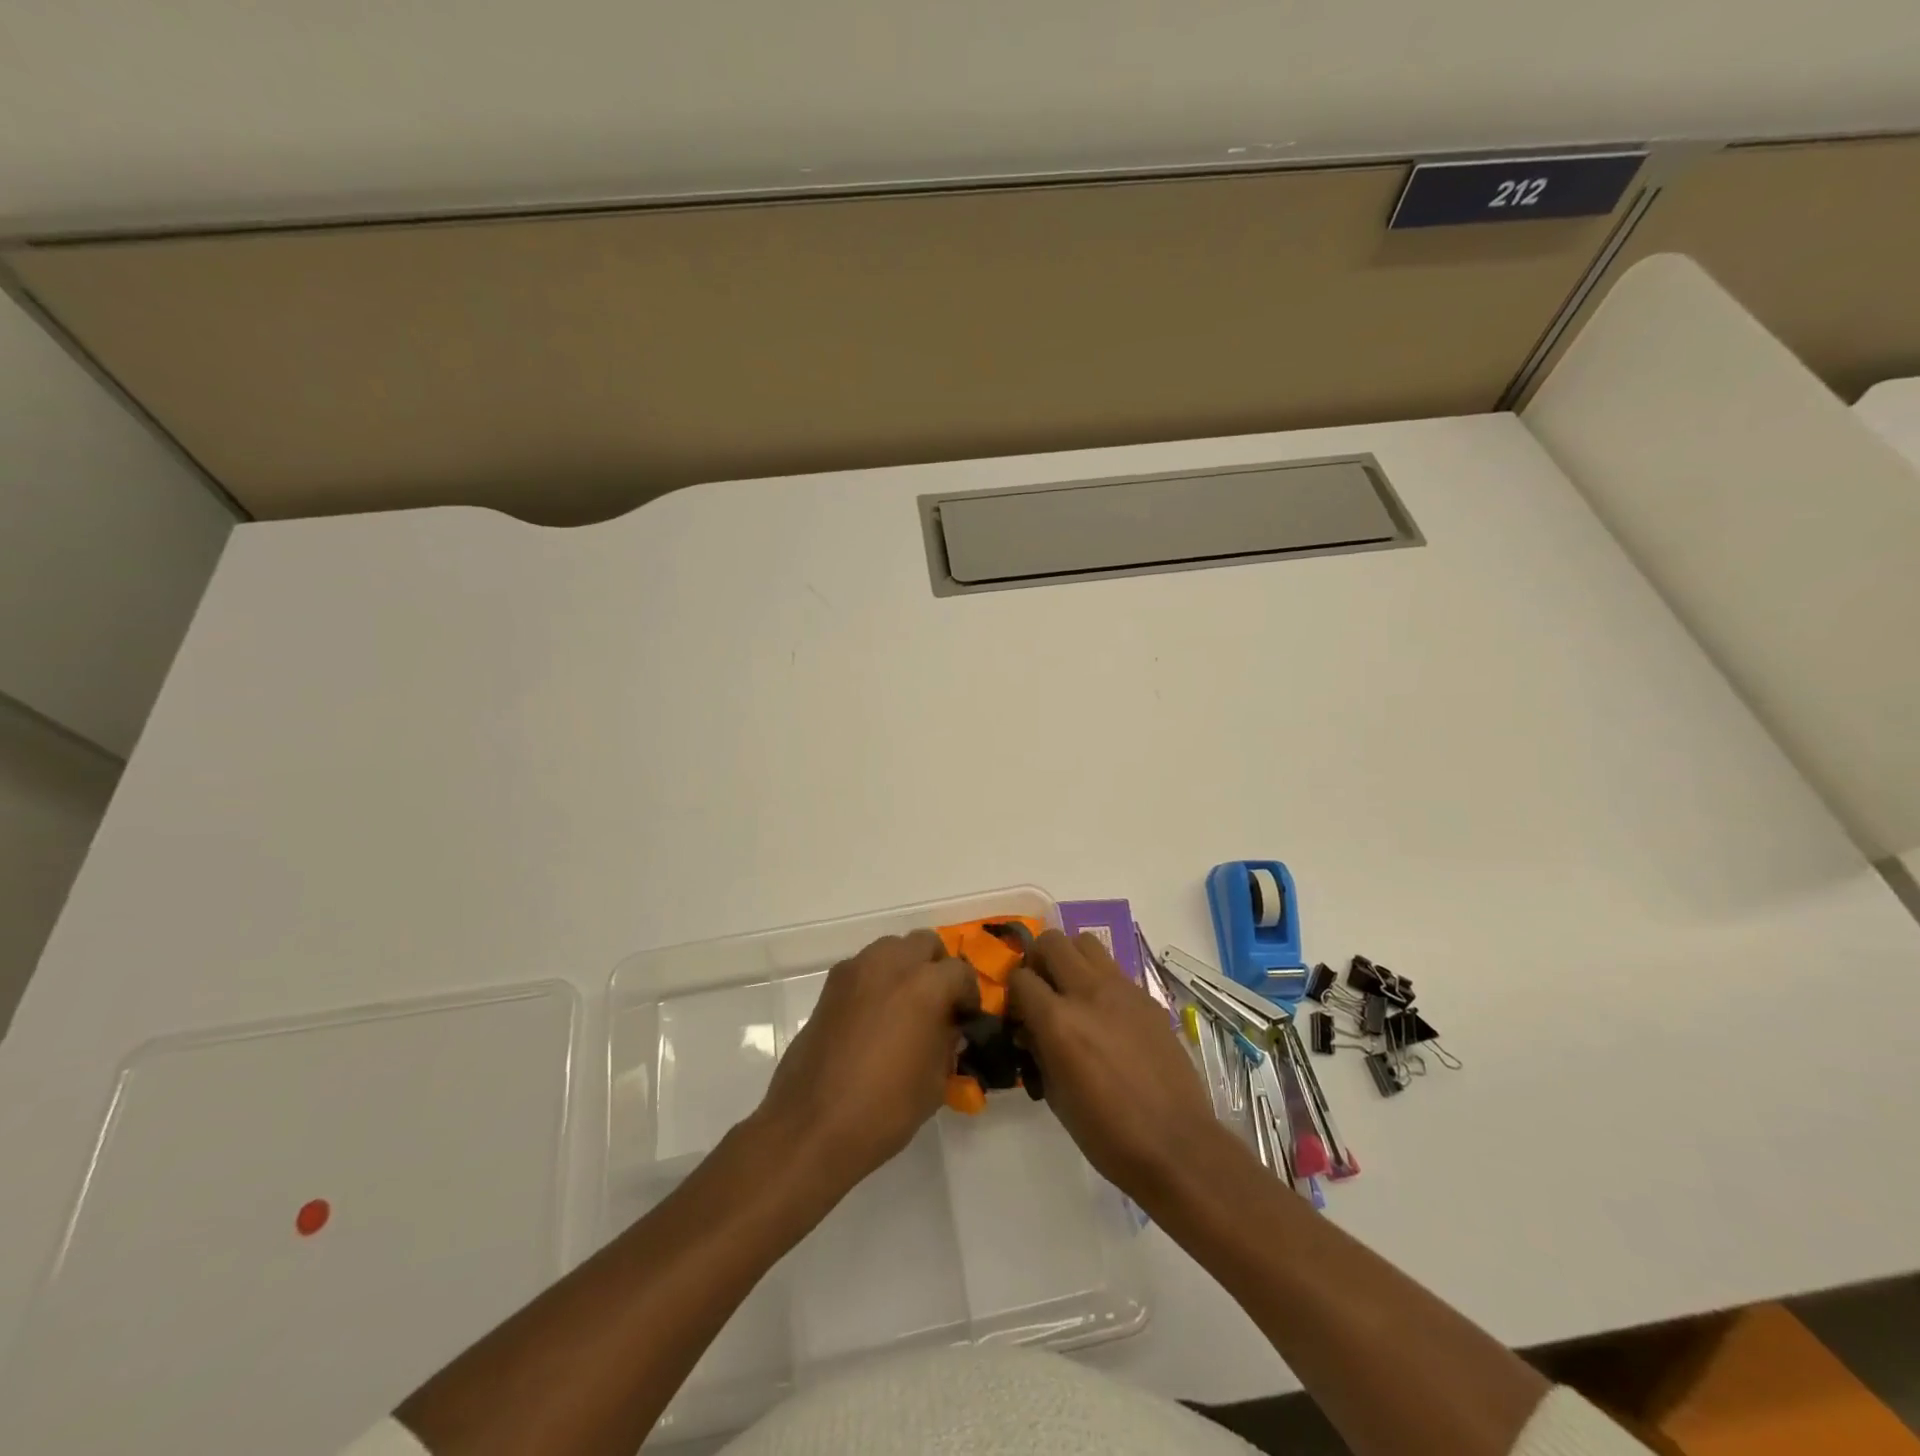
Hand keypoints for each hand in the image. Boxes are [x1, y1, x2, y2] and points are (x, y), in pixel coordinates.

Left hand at [758, 929, 977, 1193]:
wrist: (813, 1125)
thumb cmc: (885, 1109)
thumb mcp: (935, 1081)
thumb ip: (947, 1042)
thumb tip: (948, 1028)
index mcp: (926, 985)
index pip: (961, 971)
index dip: (969, 995)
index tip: (966, 1018)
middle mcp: (891, 964)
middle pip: (925, 943)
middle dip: (937, 967)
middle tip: (938, 1003)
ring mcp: (856, 970)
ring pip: (892, 948)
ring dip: (905, 967)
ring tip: (905, 1006)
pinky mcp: (831, 985)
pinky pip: (864, 967)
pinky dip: (877, 980)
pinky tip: (874, 1016)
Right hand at [1010, 930, 1231, 1205]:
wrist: (1176, 1145)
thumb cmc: (1107, 1133)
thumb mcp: (1055, 1096)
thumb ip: (1037, 1050)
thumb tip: (1028, 1029)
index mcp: (1058, 1021)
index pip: (1020, 977)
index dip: (1013, 993)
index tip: (1018, 1012)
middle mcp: (1088, 993)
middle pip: (1052, 941)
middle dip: (1038, 960)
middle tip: (1042, 989)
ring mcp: (1122, 989)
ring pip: (1086, 942)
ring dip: (1071, 959)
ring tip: (1072, 990)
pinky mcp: (1147, 997)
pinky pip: (1114, 969)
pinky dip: (1100, 979)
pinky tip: (1106, 1014)